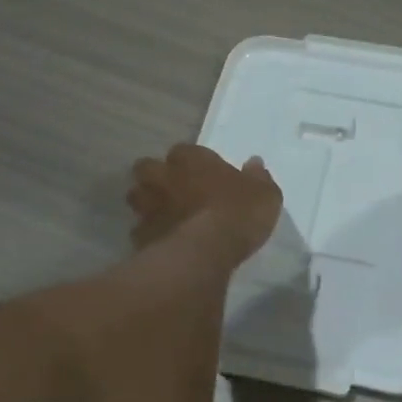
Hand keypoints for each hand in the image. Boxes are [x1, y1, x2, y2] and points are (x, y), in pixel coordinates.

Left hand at [127, 144, 282, 266]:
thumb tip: (255, 164)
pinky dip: (149, 235)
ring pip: (137, 197)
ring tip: (163, 216)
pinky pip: (140, 230)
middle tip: (173, 190)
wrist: (207, 250)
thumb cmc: (238, 213)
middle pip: (148, 168)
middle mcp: (163, 177)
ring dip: (147, 203)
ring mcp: (148, 206)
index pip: (184, 151)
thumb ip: (257, 177)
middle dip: (156, 176)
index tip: (203, 175)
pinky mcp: (140, 235)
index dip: (192, 163)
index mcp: (191, 159)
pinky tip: (162, 243)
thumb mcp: (264, 194)